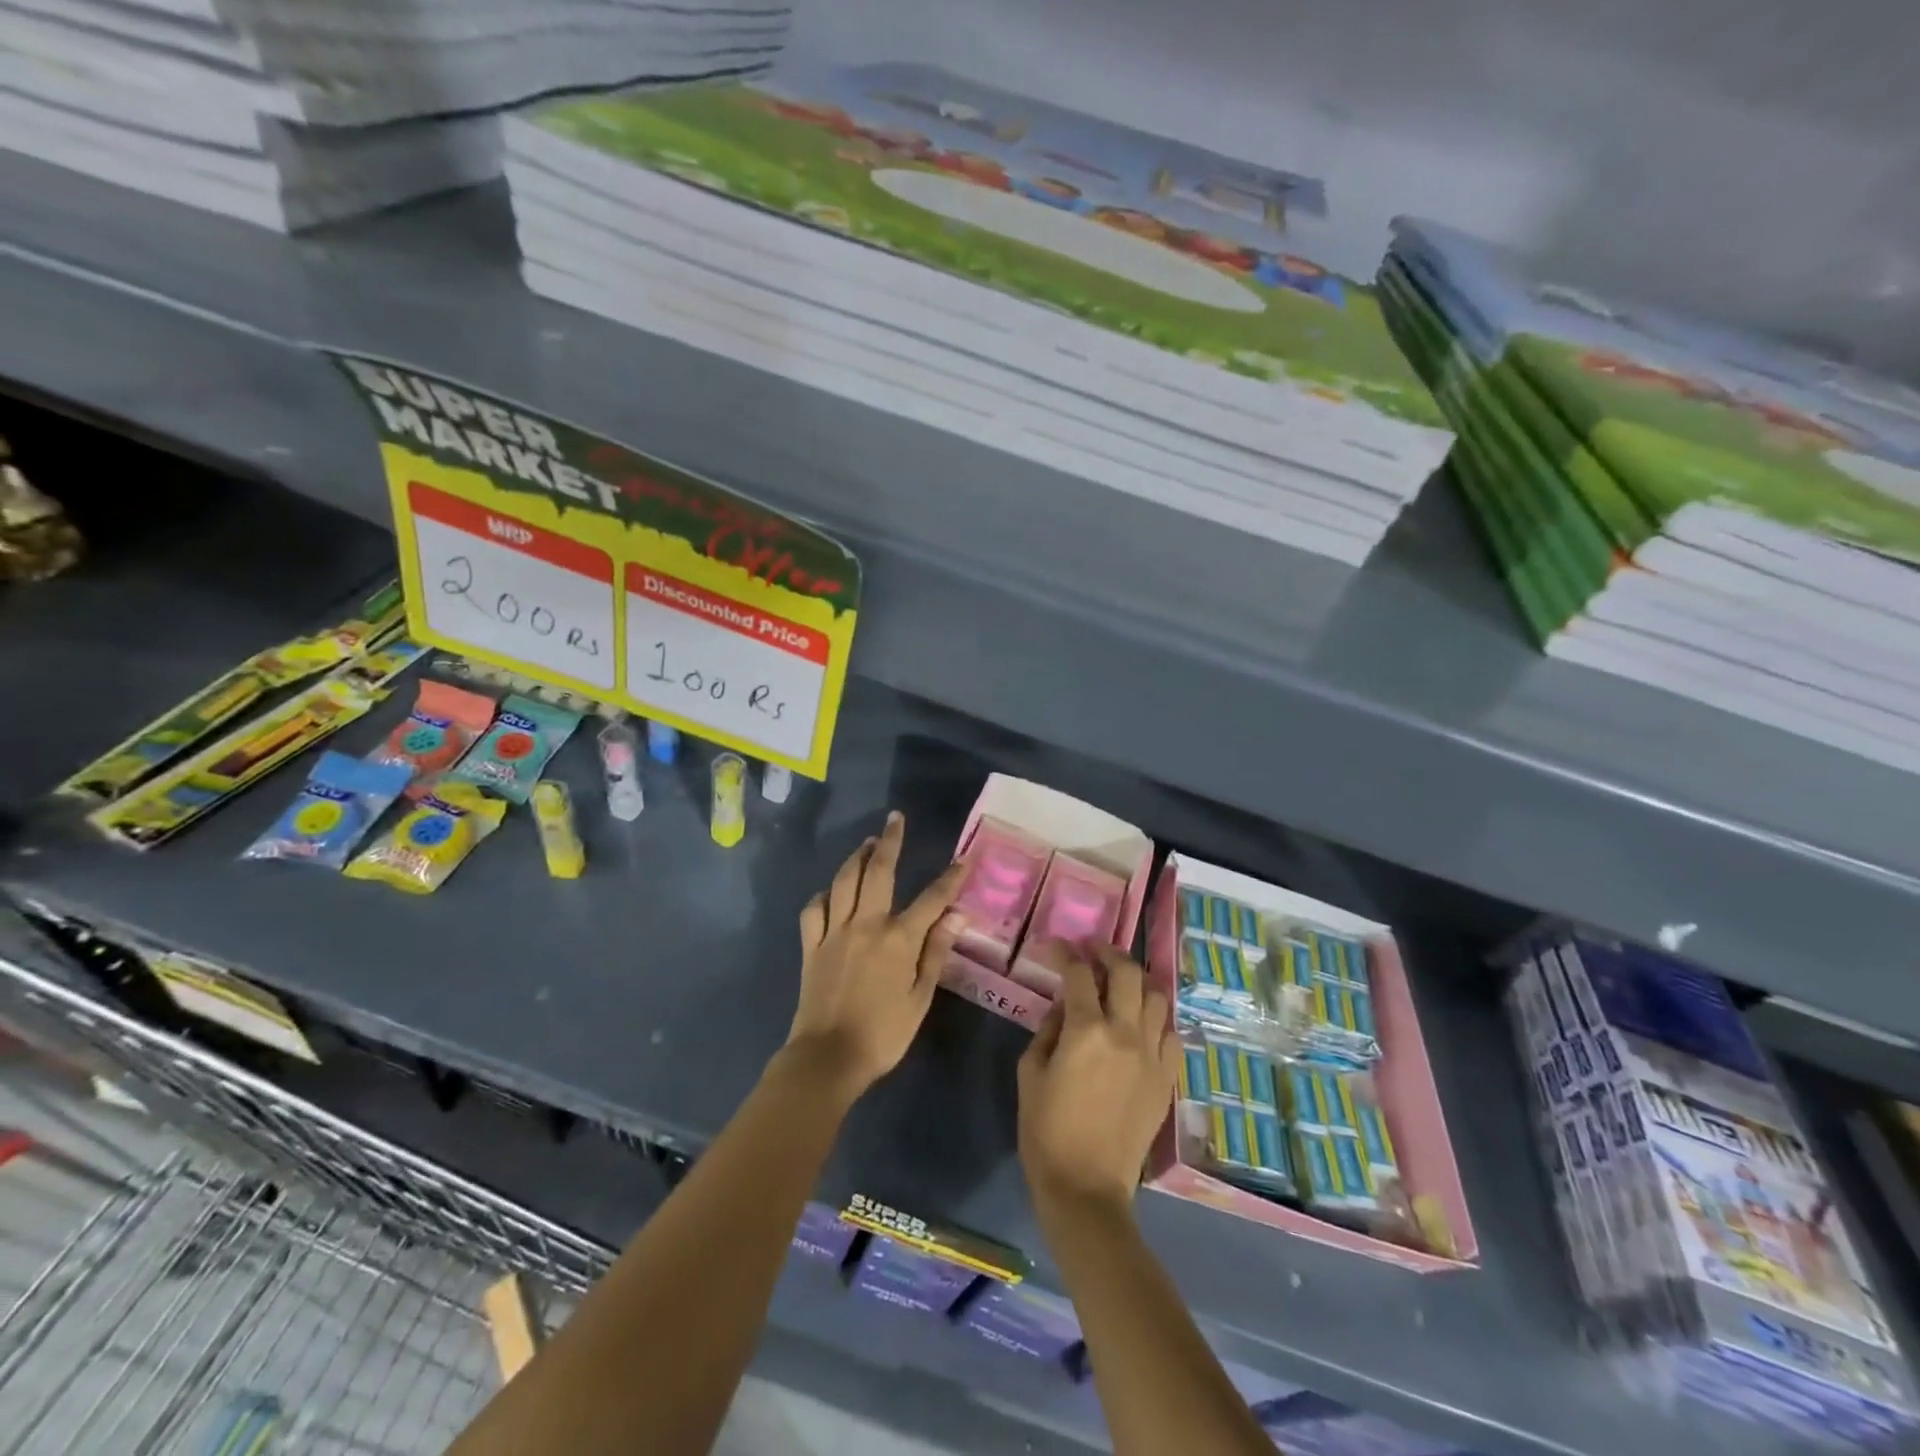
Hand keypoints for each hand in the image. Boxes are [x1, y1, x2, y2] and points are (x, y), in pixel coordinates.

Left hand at [785, 812, 966, 1101]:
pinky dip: (823, 895)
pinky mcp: (811, 946)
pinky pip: (814, 910)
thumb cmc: (883, 1034)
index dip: (950, 878)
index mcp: (898, 939)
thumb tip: (957, 915)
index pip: (931, 899)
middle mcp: (865, 924)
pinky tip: (830, 892)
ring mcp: (834, 932)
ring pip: (843, 882)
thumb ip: (936, 952)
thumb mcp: (920, 998)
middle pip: (878, 872)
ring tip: (866, 843)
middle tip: (895, 819)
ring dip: (855, 858)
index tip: (964, 859)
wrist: (827, 1058)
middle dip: (889, 842)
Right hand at [1018, 944, 1176, 1215]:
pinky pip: (1172, 1034)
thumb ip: (1047, 1030)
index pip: (1078, 973)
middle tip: (1093, 952)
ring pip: (1156, 997)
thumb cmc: (1046, 1131)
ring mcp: (1152, 1055)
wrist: (1086, 1188)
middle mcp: (1125, 1033)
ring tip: (1121, 984)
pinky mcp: (1167, 1079)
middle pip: (1127, 972)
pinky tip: (1141, 1024)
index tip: (1055, 946)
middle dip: (1108, 953)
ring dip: (1137, 982)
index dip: (1065, 953)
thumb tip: (1063, 1007)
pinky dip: (1156, 1020)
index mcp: (1086, 1030)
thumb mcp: (1030, 1073)